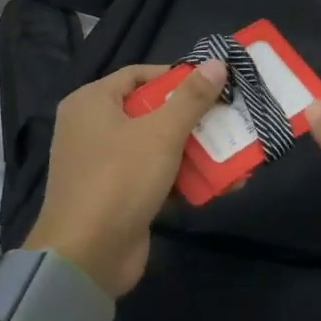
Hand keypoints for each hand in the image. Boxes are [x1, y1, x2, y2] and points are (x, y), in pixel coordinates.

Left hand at [23, 59, 227, 296]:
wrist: (86, 258)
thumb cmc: (119, 180)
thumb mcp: (161, 133)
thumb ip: (191, 98)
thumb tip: (217, 63)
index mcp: (91, 103)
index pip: (139, 75)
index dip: (176, 77)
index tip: (212, 84)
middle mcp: (92, 128)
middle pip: (150, 111)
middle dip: (193, 117)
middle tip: (229, 116)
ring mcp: (103, 165)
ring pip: (156, 146)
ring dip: (195, 150)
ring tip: (234, 150)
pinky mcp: (117, 196)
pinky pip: (154, 176)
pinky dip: (182, 178)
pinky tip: (219, 183)